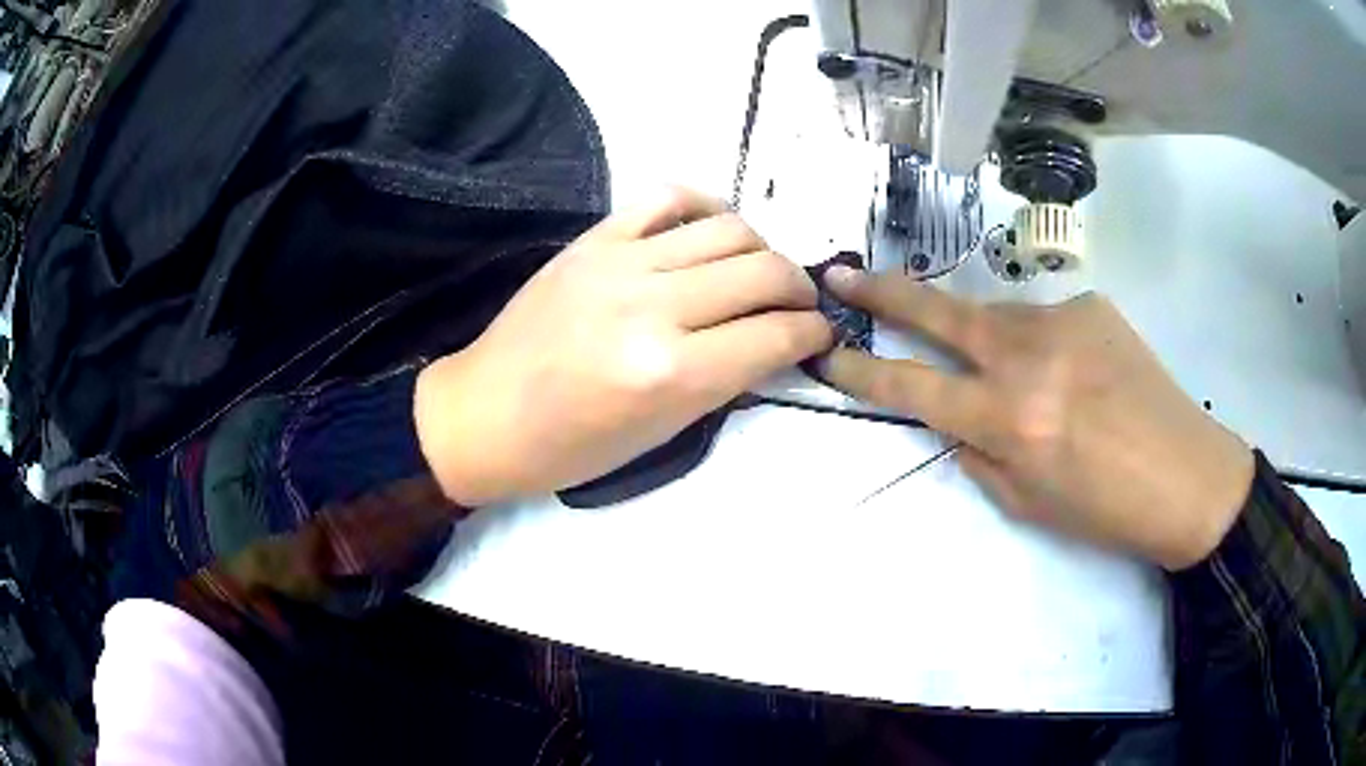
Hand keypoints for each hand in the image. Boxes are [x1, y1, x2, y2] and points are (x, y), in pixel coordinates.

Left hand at [414, 189, 833, 506]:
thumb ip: (725, 381)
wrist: (486, 414)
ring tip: (759, 270)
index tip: (819, 334)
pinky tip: (714, 228)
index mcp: (671, 374)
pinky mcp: (594, 239)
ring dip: (762, 248)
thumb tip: (773, 342)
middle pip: (763, 271)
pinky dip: (705, 205)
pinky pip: (666, 197)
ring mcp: (620, 263)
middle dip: (799, 288)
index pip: (775, 335)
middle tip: (799, 303)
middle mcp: (653, 308)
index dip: (812, 333)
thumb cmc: (570, 447)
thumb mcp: (661, 434)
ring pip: (728, 228)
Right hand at [819, 268, 1254, 570]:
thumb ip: (980, 454)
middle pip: (939, 314)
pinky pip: (1044, 320)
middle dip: (883, 294)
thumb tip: (958, 419)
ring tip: (1012, 373)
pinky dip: (1040, 344)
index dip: (864, 372)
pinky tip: (1073, 374)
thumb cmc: (1106, 511)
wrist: (1189, 476)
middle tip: (841, 274)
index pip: (914, 388)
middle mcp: (1028, 356)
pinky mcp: (1092, 305)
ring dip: (984, 338)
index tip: (830, 354)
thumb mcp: (1028, 504)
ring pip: (996, 316)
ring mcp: (1062, 320)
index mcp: (1010, 420)